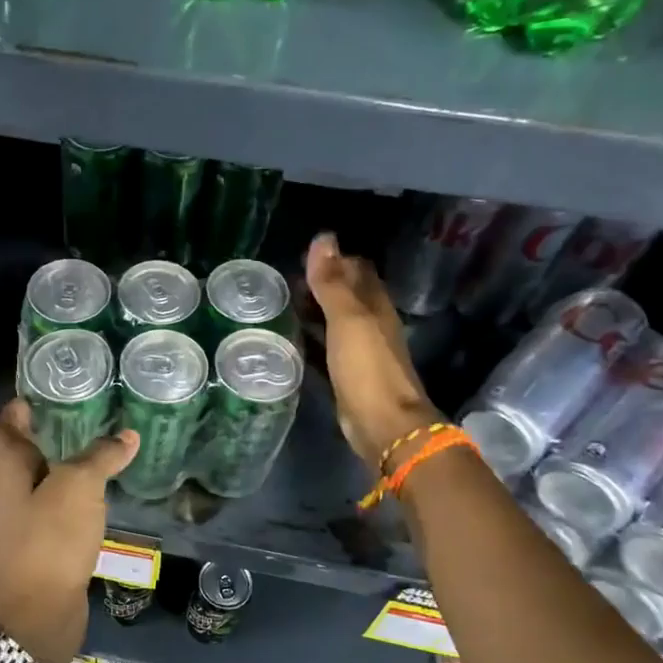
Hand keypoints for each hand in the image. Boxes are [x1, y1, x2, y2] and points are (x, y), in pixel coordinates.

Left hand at [0, 398, 137, 662]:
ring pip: (29, 486)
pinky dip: (64, 502)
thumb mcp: (79, 486)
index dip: (16, 409)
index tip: (42, 395)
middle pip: (9, 455)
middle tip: (66, 422)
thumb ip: (101, 456)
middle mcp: (6, 491)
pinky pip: (47, 514)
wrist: (33, 612)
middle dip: (31, 437)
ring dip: (50, 470)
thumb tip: (126, 434)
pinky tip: (92, 499)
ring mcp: (18, 522)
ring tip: (85, 455)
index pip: (1, 426)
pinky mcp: (36, 548)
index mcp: (7, 467)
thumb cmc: (49, 537)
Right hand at [304, 233, 444, 470]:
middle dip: (320, 285)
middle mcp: (371, 324)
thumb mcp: (347, 319)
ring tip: (280, 307)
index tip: (301, 259)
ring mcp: (361, 351)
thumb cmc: (367, 367)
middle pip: (346, 295)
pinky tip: (289, 340)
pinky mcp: (348, 375)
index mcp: (375, 305)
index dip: (334, 260)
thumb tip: (323, 237)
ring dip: (313, 312)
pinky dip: (311, 339)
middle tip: (284, 283)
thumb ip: (332, 281)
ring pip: (335, 321)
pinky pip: (327, 348)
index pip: (357, 269)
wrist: (383, 424)